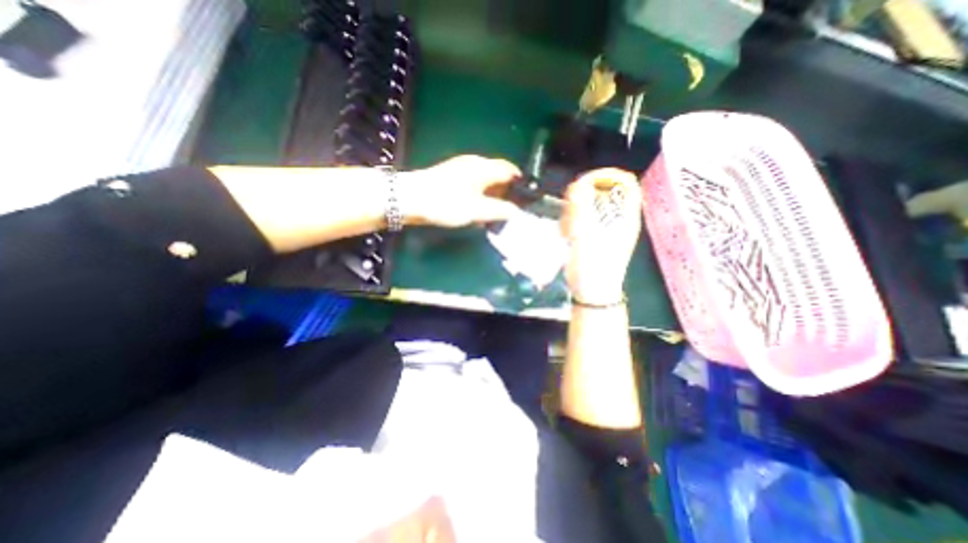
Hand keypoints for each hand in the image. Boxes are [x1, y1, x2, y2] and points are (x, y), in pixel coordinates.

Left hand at [399, 154, 525, 227]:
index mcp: (483, 167)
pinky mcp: (451, 176)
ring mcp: (461, 168)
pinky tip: (476, 208)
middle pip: (497, 174)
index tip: (524, 199)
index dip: (519, 183)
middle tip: (508, 209)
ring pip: (484, 180)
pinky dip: (479, 195)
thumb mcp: (477, 210)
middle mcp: (474, 163)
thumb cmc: (446, 203)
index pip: (509, 170)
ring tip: (493, 212)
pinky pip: (473, 183)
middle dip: (506, 191)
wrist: (410, 199)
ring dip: (492, 194)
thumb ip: (499, 210)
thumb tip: (516, 211)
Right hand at [560, 167, 641, 305]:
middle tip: (569, 209)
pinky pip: (583, 216)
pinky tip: (566, 233)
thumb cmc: (593, 269)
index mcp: (625, 216)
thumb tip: (578, 186)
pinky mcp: (594, 233)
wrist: (591, 292)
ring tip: (567, 226)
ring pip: (591, 203)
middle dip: (583, 196)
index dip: (607, 176)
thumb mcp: (586, 239)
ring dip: (575, 209)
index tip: (584, 183)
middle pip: (605, 190)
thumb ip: (582, 213)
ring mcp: (605, 225)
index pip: (626, 182)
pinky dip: (572, 220)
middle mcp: (618, 217)